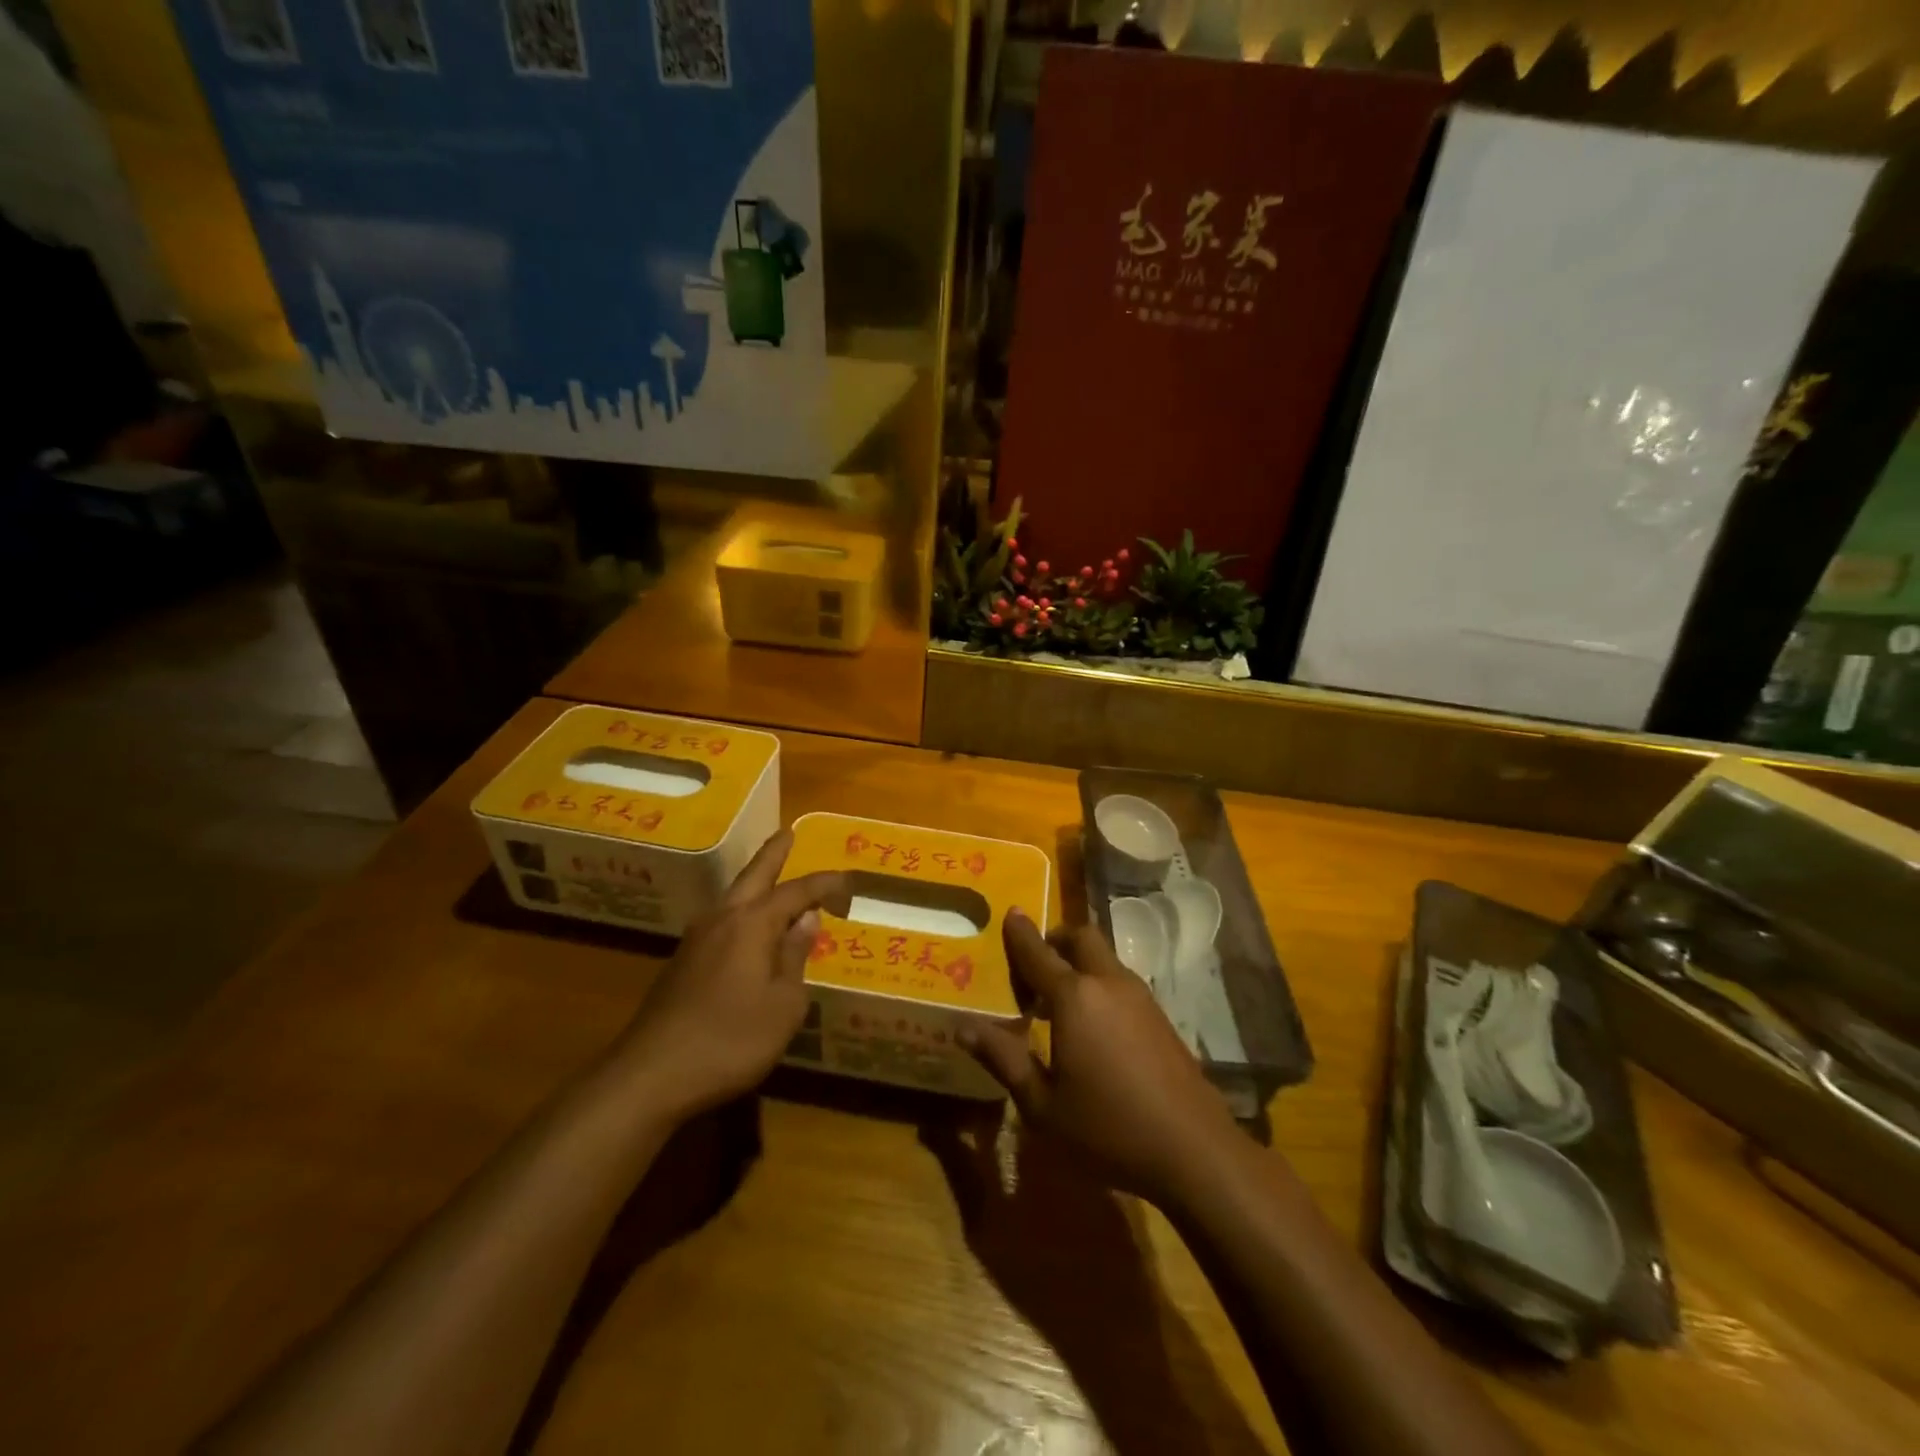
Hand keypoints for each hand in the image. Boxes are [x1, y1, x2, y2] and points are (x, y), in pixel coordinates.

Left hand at [615, 830, 849, 1120]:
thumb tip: (806, 921)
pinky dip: (743, 912)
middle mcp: (723, 919)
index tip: (849, 881)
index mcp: (752, 923)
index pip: (797, 892)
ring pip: (733, 898)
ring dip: (755, 882)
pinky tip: (748, 929)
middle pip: (754, 876)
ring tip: (772, 876)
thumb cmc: (731, 1039)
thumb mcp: (783, 1004)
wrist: (652, 1074)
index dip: (825, 884)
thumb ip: (795, 957)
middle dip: (774, 854)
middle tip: (788, 833)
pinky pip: (722, 922)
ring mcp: (696, 940)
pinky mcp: (682, 963)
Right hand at [960, 911, 1241, 1205]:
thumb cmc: (1108, 1128)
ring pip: (1104, 958)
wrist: (1194, 1150)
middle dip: (1055, 939)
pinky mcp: (1160, 1015)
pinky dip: (1098, 982)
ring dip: (1078, 962)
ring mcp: (1140, 997)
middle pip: (1081, 938)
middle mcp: (1108, 984)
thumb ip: (1003, 1059)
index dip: (1020, 933)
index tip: (1010, 912)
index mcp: (1074, 998)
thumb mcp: (1043, 1103)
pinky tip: (1092, 1025)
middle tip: (1035, 965)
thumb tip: (961, 1028)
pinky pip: (1120, 980)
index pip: (1038, 953)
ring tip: (1057, 1001)